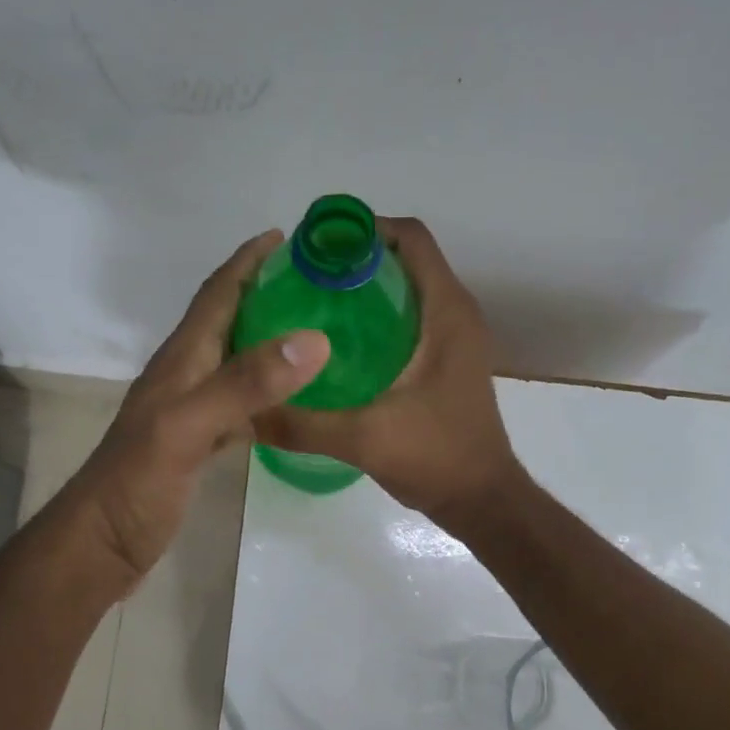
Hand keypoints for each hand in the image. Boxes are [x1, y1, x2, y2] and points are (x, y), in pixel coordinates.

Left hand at [70, 231, 329, 589]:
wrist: (101, 543)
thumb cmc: (137, 482)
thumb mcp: (188, 426)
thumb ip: (245, 383)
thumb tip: (313, 339)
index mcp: (181, 360)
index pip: (216, 295)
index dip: (247, 262)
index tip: (286, 236)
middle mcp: (185, 376)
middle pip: (226, 321)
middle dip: (264, 293)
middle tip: (315, 284)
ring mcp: (189, 411)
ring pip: (234, 361)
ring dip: (267, 340)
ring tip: (313, 333)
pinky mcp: (196, 443)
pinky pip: (239, 404)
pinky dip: (266, 393)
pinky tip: (291, 401)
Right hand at [252, 217, 524, 529]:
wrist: (483, 500)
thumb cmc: (436, 457)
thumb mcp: (362, 439)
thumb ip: (302, 424)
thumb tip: (246, 410)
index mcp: (446, 313)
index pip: (411, 238)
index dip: (364, 229)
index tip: (316, 246)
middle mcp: (456, 314)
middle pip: (406, 258)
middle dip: (356, 257)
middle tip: (303, 277)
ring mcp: (455, 338)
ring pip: (409, 288)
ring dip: (367, 286)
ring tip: (313, 303)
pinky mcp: (448, 360)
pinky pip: (412, 317)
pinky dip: (378, 315)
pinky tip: (339, 343)